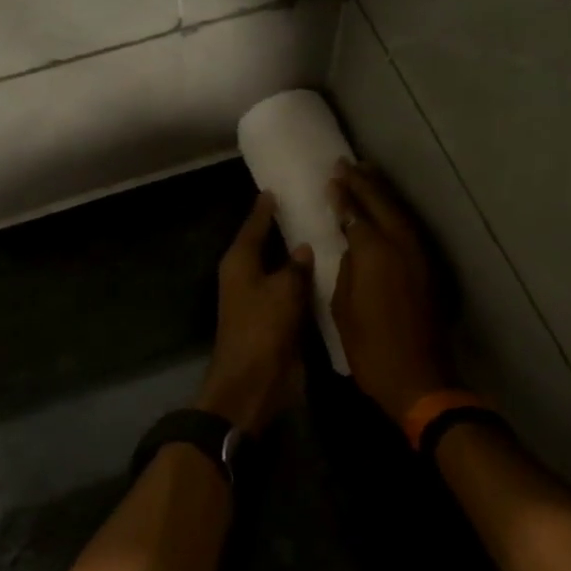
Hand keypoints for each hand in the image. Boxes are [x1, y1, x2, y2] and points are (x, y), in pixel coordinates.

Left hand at [196, 193, 314, 434]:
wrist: (253, 383)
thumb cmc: (262, 330)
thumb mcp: (282, 291)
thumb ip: (296, 266)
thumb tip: (304, 247)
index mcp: (240, 262)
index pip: (254, 224)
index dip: (266, 207)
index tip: (279, 187)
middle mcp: (247, 276)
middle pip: (267, 245)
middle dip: (287, 229)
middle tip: (314, 205)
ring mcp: (262, 300)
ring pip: (283, 269)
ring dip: (300, 258)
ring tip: (329, 233)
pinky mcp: (276, 320)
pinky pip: (293, 293)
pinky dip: (307, 283)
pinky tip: (330, 272)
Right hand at [330, 161, 451, 422]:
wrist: (418, 377)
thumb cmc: (370, 348)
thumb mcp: (344, 308)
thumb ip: (347, 269)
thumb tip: (352, 246)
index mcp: (374, 253)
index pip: (356, 213)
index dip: (343, 195)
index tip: (332, 177)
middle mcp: (400, 245)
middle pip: (381, 204)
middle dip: (363, 183)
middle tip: (347, 164)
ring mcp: (419, 255)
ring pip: (400, 213)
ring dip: (383, 192)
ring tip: (367, 174)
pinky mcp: (429, 268)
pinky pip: (410, 228)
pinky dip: (396, 213)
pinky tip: (387, 210)